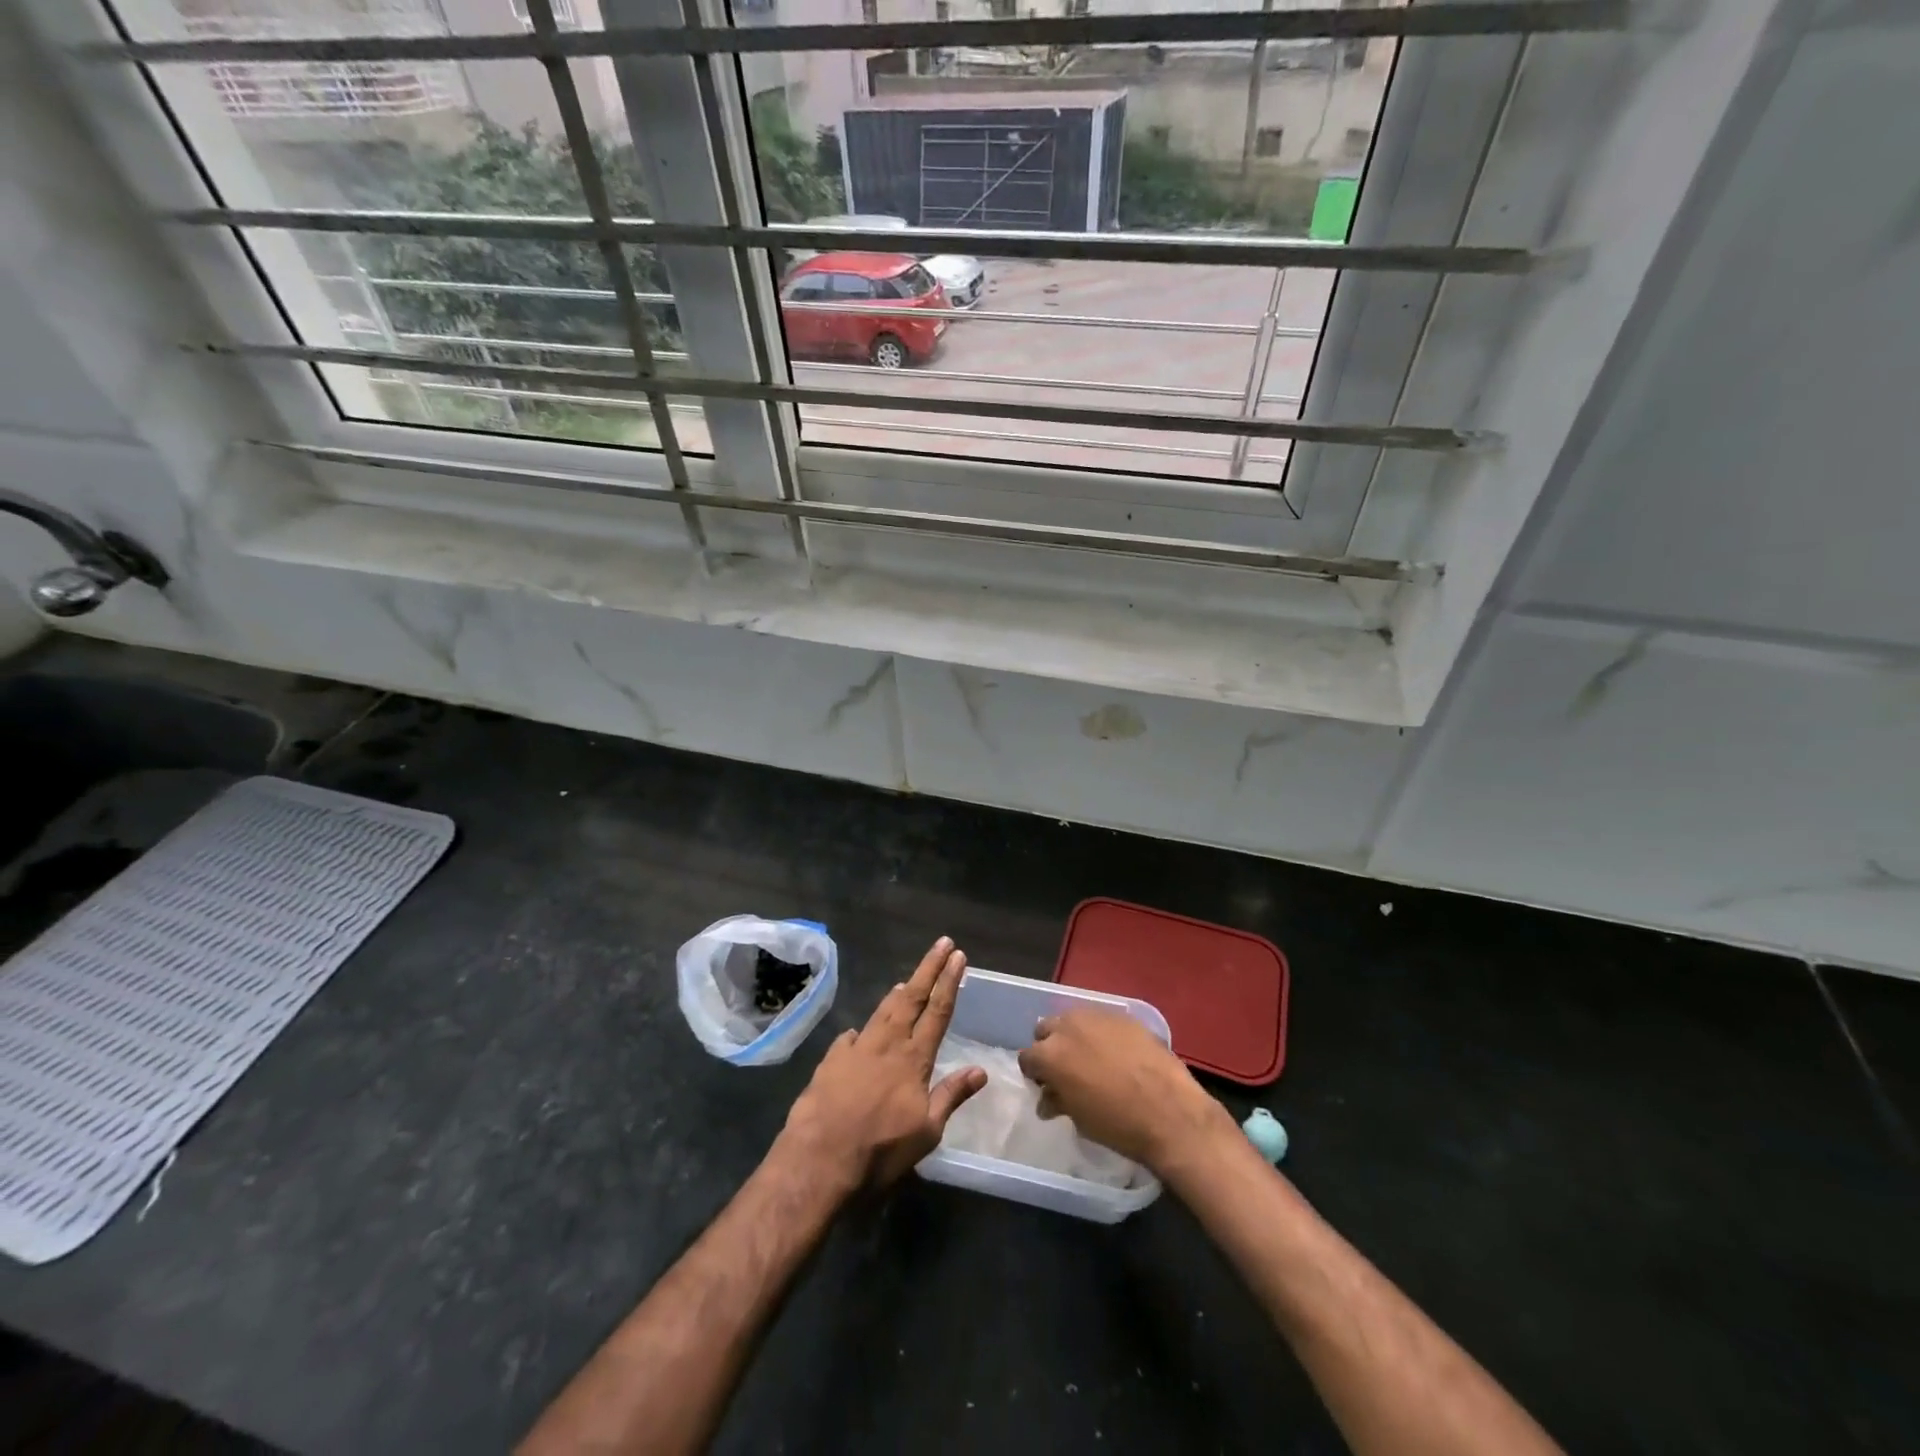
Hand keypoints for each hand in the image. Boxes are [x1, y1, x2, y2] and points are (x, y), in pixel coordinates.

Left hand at [779, 937, 986, 1191]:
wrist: (819, 1159)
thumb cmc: (880, 1150)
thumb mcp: (926, 1132)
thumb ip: (951, 1095)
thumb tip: (981, 1070)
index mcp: (914, 1058)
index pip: (938, 1011)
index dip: (949, 982)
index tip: (958, 956)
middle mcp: (887, 1044)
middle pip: (911, 997)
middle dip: (928, 968)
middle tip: (941, 944)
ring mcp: (856, 1048)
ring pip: (882, 1011)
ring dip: (897, 994)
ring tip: (906, 980)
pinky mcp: (831, 1060)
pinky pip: (851, 1037)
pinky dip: (862, 1030)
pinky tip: (860, 1031)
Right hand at [1019, 1008, 1232, 1172]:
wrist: (1171, 1113)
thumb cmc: (1118, 1124)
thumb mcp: (1080, 1118)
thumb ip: (1059, 1100)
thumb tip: (1049, 1097)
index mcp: (1050, 1054)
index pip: (1028, 1057)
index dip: (1035, 1073)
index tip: (1045, 1086)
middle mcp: (1068, 1027)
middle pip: (1046, 1029)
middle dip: (1051, 1047)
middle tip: (1066, 1070)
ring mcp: (1097, 1017)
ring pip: (1073, 1019)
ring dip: (1075, 1036)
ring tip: (1091, 1058)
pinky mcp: (1124, 1016)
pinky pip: (1102, 1021)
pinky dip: (1101, 1033)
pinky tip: (1116, 1053)